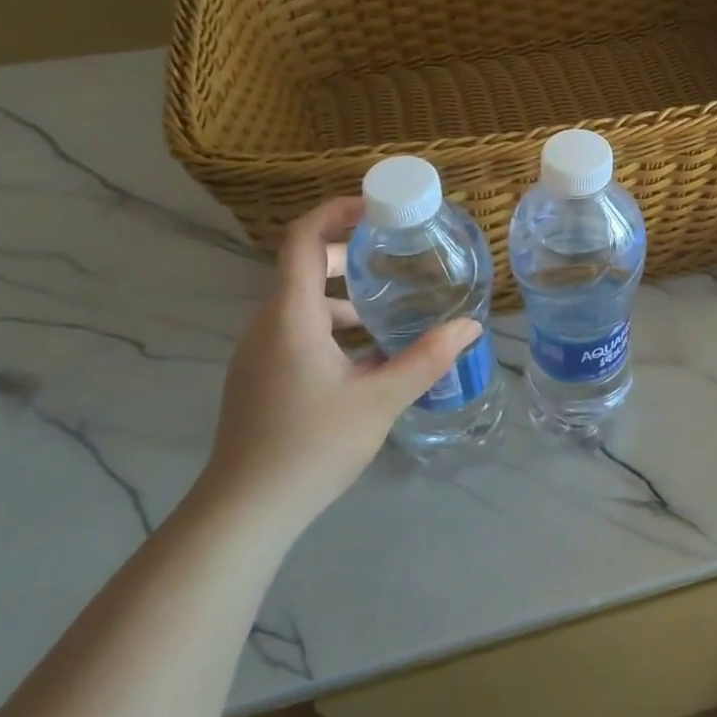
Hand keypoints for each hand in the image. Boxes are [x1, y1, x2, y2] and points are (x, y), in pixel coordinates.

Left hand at [198, 198, 480, 532]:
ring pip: (304, 303)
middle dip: (352, 255)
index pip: (303, 239)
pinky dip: (334, 326)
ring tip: (391, 309)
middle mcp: (269, 324)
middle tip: (398, 256)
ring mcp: (260, 352)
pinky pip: (299, 331)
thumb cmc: (311, 446)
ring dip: (346, 296)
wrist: (246, 510)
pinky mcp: (261, 376)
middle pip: (306, 267)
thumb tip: (470, 326)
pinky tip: (370, 356)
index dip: (335, 212)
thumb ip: (427, 359)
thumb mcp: (380, 400)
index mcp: (291, 316)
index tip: (377, 206)